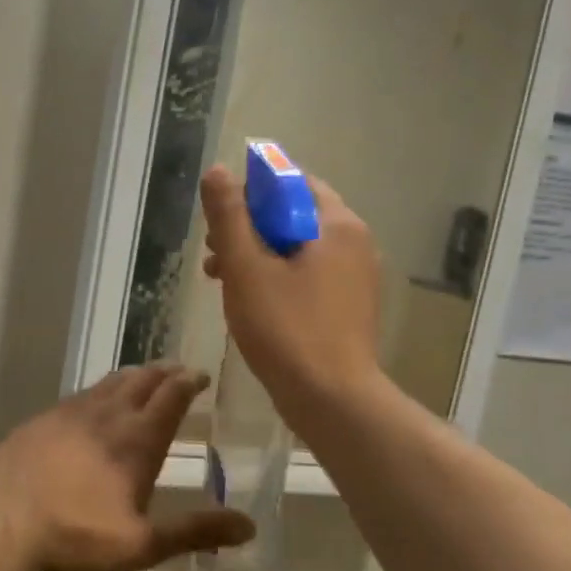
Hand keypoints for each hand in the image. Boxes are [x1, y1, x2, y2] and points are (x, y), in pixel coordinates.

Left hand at [0, 365, 254, 570]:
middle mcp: (108, 415)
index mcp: (137, 440)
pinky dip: (102, 388)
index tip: (201, 374)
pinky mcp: (45, 417)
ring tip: (145, 376)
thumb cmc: (75, 532)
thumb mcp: (141, 543)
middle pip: (142, 380)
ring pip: (111, 381)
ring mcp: (72, 411)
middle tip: (179, 370)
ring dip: (134, 375)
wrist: (2, 514)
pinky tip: (97, 399)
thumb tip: (249, 527)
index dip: (188, 381)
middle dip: (165, 372)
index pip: (171, 396)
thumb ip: (194, 532)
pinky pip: (83, 393)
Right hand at [200, 164, 383, 427]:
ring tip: (222, 279)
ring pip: (297, 247)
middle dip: (249, 227)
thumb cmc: (285, 328)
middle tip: (214, 253)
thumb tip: (217, 171)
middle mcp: (354, 243)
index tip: (220, 220)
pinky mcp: (349, 305)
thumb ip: (229, 217)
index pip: (292, 182)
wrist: (331, 399)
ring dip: (257, 254)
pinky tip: (250, 301)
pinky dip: (277, 277)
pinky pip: (308, 275)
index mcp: (335, 225)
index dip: (250, 193)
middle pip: (293, 215)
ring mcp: (355, 276)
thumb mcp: (246, 268)